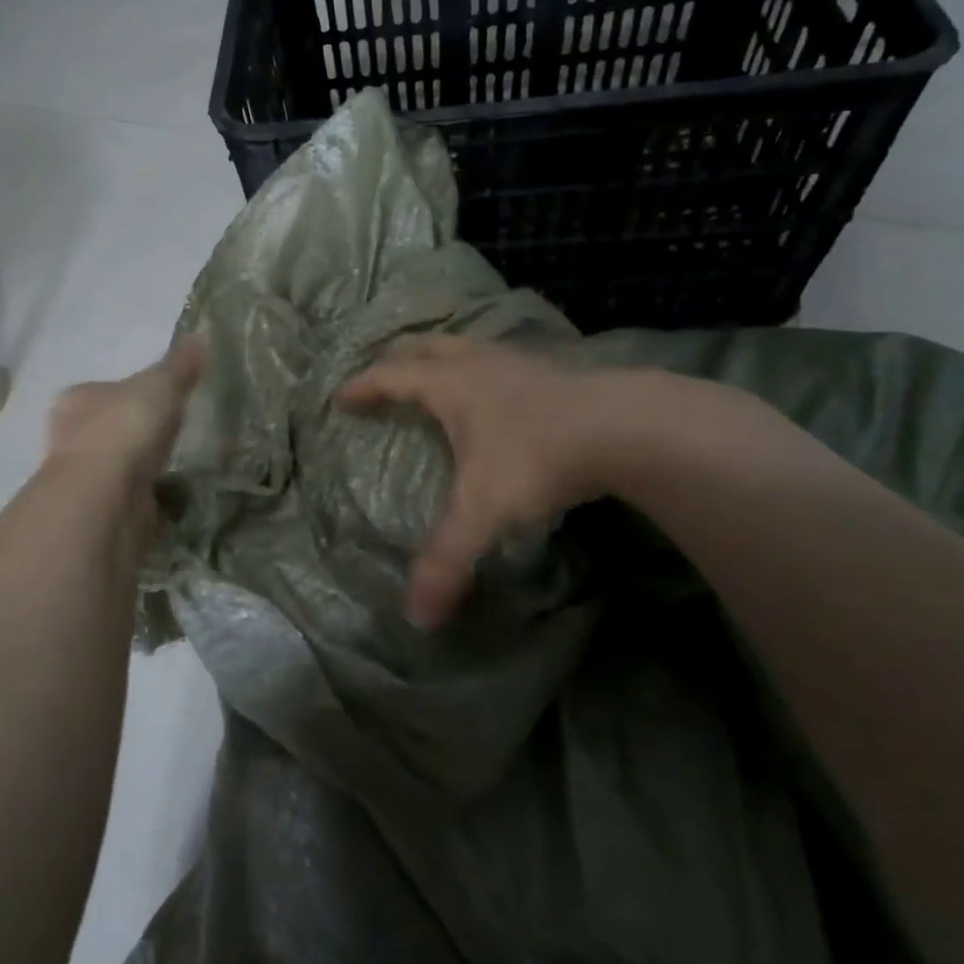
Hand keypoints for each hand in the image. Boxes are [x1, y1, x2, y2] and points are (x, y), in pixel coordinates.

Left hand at [45, 339, 205, 503]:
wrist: (107, 495)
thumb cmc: (127, 426)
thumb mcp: (161, 384)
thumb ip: (179, 364)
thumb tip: (199, 337)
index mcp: (77, 398)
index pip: (104, 389)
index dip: (132, 392)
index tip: (161, 399)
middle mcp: (71, 436)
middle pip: (109, 426)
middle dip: (136, 430)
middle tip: (173, 430)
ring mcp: (83, 476)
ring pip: (118, 463)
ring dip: (142, 464)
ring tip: (178, 462)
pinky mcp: (100, 509)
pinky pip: (131, 494)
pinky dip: (150, 494)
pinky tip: (173, 494)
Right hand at [337, 336, 648, 628]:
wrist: (623, 427)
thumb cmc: (537, 458)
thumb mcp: (483, 511)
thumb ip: (447, 560)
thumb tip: (416, 617)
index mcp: (449, 385)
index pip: (392, 377)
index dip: (363, 386)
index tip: (341, 397)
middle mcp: (479, 365)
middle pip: (428, 346)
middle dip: (400, 357)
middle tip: (384, 371)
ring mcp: (519, 363)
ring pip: (470, 347)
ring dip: (446, 357)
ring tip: (439, 374)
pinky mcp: (554, 372)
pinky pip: (505, 362)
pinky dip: (487, 370)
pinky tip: (501, 392)